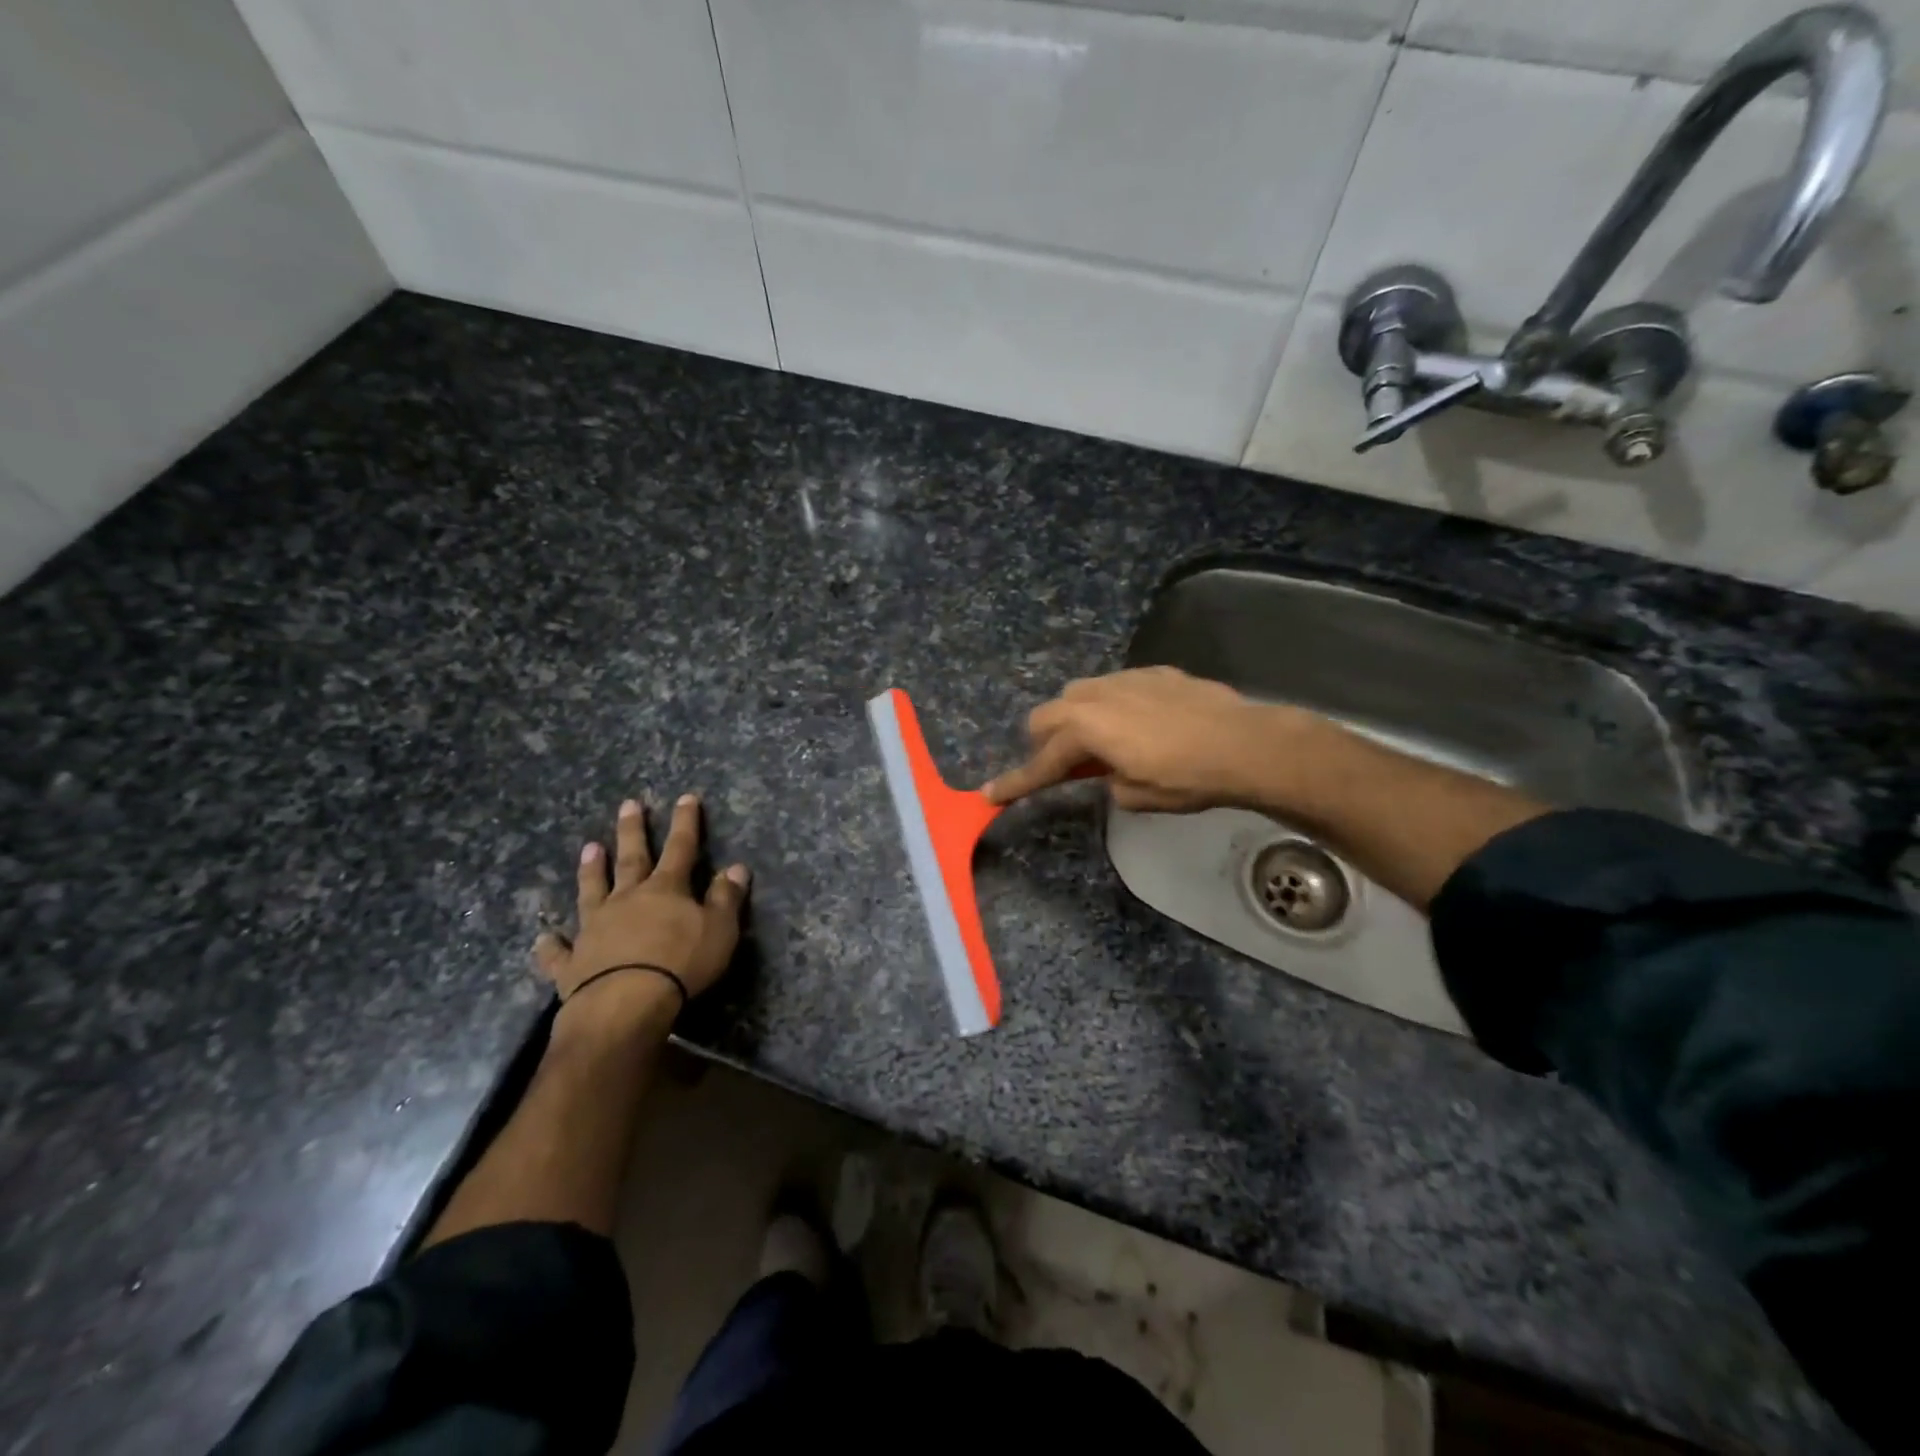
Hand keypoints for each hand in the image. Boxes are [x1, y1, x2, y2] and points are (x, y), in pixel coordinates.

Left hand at [534, 794, 749, 1018]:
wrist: (625, 1004)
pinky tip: (544, 937)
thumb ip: (726, 898)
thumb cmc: (681, 963)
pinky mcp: (572, 962)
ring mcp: (595, 928)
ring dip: (591, 870)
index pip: (680, 848)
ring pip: (592, 891)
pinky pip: (559, 951)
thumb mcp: (719, 930)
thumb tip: (736, 867)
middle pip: (631, 858)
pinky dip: (551, 945)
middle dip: (633, 830)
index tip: (685, 798)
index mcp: (665, 890)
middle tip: (628, 805)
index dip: (685, 823)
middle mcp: (627, 899)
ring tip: (589, 848)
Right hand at [983, 667, 1295, 812]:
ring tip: (1101, 743)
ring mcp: (1124, 679)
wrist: (1243, 743)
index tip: (990, 794)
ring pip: (1077, 693)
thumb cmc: (1186, 779)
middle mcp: (1094, 697)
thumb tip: (1108, 772)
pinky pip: (1114, 686)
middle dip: (1045, 743)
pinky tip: (1139, 724)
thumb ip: (1107, 780)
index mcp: (1085, 730)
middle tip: (1064, 769)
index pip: (1041, 762)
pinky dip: (1111, 706)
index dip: (1016, 783)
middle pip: (1046, 716)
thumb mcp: (1136, 795)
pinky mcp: (1152, 672)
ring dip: (1075, 719)